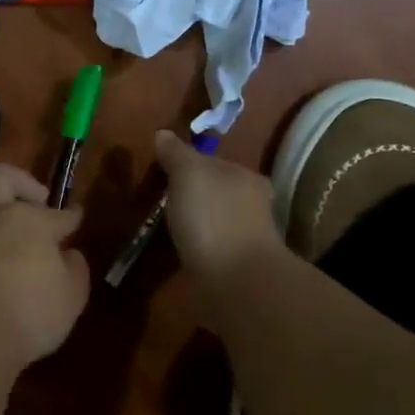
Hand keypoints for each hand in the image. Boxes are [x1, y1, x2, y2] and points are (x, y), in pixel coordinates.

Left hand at [0, 165, 89, 370]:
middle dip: (22, 183)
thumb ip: (75, 268)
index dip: (71, 216)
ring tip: (20, 246)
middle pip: (3, 178)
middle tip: (38, 202)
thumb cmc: (31, 311)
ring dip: (2, 220)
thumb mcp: (72, 295)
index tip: (76, 217)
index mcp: (31, 219)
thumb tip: (68, 254)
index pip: (58, 213)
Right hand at [154, 131, 287, 288]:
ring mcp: (246, 238)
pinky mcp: (237, 267)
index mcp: (244, 177)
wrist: (236, 281)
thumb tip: (163, 133)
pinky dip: (199, 247)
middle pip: (216, 191)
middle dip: (194, 195)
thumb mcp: (188, 174)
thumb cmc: (212, 217)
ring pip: (215, 220)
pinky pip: (212, 248)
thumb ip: (176, 154)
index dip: (187, 164)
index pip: (213, 162)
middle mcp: (252, 204)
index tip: (163, 173)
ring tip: (168, 227)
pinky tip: (182, 251)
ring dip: (197, 222)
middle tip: (163, 200)